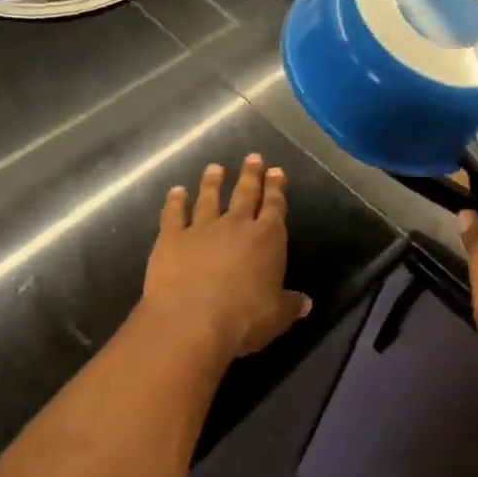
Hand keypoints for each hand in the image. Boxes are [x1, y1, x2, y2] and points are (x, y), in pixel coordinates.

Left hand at [142, 155, 311, 360]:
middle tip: (253, 157)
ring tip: (215, 167)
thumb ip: (291, 305)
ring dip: (213, 182)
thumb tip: (306, 303)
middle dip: (251, 175)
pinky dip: (175, 201)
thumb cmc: (244, 318)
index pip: (275, 206)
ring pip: (209, 198)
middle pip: (246, 194)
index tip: (276, 171)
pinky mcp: (171, 238)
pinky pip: (174, 214)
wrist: (192, 320)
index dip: (276, 188)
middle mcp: (236, 225)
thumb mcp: (277, 316)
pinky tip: (176, 191)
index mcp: (267, 239)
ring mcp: (202, 228)